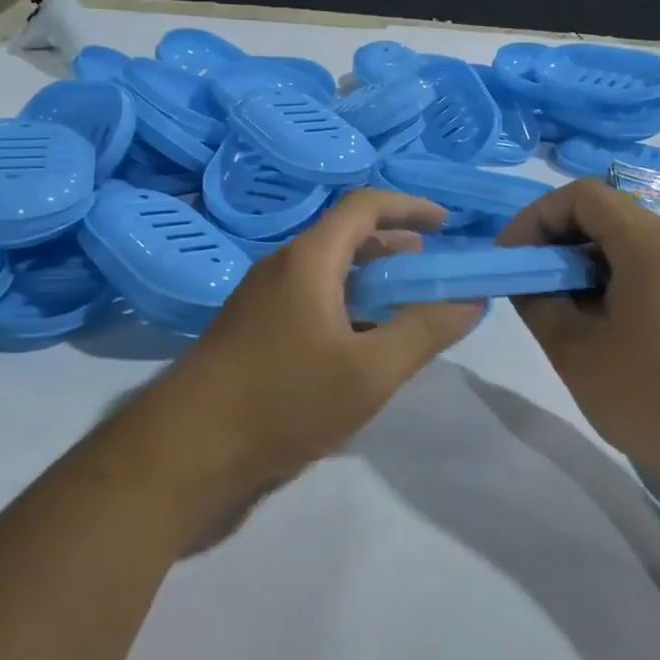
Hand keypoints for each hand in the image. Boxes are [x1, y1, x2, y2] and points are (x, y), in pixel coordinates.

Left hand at [146, 189, 483, 515]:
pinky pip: (311, 303)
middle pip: (346, 239)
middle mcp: (281, 269)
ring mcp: (262, 302)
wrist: (188, 452)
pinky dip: (347, 309)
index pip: (364, 207)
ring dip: (372, 283)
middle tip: (434, 275)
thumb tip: (471, 299)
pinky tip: (364, 346)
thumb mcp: (370, 371)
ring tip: (408, 311)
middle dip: (396, 249)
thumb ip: (425, 331)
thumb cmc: (283, 400)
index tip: (448, 226)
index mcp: (308, 259)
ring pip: (328, 275)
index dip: (410, 207)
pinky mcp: (253, 335)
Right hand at [498, 180, 659, 512]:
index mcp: (652, 243)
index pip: (582, 196)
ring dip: (585, 266)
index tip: (512, 259)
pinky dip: (615, 282)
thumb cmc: (651, 397)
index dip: (536, 218)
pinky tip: (601, 327)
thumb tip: (529, 280)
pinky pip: (653, 269)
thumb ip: (539, 302)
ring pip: (629, 244)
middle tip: (529, 287)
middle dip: (558, 243)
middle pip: (607, 216)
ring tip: (560, 312)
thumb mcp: (575, 350)